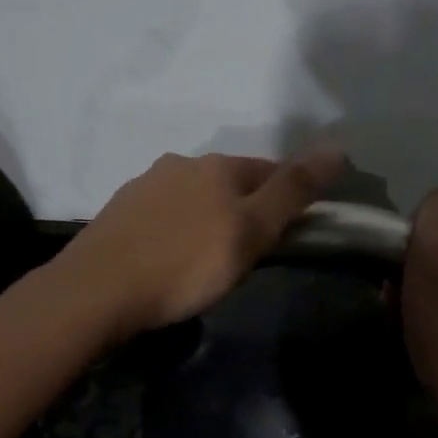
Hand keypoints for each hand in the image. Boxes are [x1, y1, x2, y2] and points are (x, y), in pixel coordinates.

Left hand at [59, 146, 347, 338]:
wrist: (100, 289)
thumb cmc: (187, 264)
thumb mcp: (252, 232)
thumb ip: (293, 192)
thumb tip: (338, 148)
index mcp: (218, 166)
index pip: (269, 170)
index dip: (286, 196)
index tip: (291, 229)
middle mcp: (180, 164)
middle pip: (228, 181)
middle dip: (245, 207)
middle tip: (251, 250)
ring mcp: (144, 186)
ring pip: (193, 196)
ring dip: (208, 216)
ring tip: (208, 258)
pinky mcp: (119, 212)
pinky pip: (162, 214)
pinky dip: (176, 229)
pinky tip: (170, 256)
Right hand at [401, 188, 437, 415]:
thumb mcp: (437, 242)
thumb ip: (437, 208)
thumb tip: (431, 209)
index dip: (416, 231)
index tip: (399, 259)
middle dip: (417, 262)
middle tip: (395, 287)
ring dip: (420, 287)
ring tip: (402, 310)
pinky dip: (433, 311)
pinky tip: (420, 327)